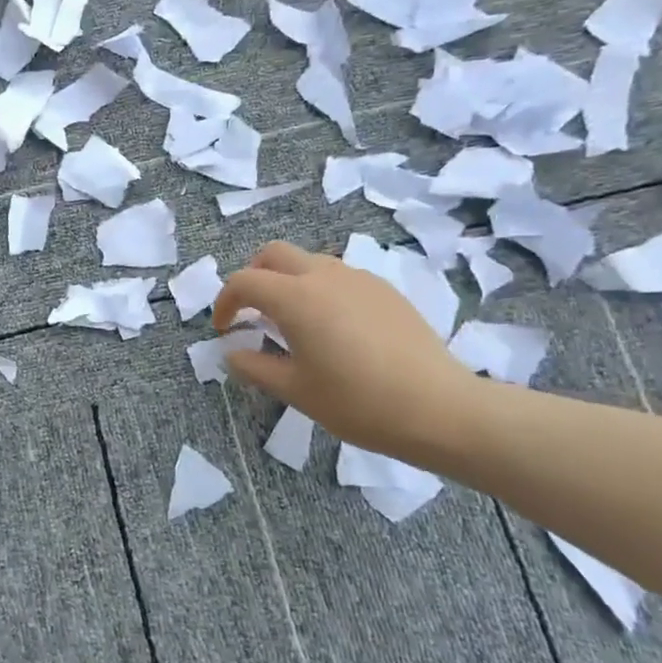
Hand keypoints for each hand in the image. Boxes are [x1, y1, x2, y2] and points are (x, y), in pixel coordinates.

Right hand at [212, 241, 482, 461]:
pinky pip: (340, 277)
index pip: (245, 281)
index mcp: (296, 298)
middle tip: (250, 311)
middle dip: (254, 276)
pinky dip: (320, 290)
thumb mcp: (296, 390)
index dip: (225, 302)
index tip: (223, 329)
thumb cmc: (356, 402)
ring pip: (310, 261)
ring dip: (288, 281)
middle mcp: (325, 276)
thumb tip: (233, 353)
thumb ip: (255, 367)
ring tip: (291, 322)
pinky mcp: (386, 291)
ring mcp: (360, 279)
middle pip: (274, 254)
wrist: (438, 408)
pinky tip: (332, 328)